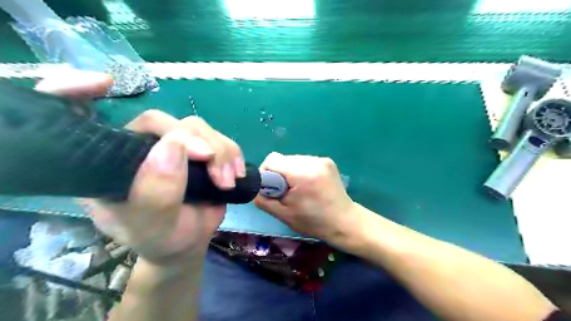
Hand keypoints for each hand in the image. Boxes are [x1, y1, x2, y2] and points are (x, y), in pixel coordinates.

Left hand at [36, 68, 243, 262]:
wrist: (188, 242)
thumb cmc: (162, 239)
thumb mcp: (154, 227)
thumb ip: (157, 194)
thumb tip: (173, 146)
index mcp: (109, 165)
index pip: (77, 118)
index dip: (75, 90)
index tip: (104, 84)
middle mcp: (137, 148)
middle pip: (163, 122)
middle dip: (196, 142)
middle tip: (216, 170)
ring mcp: (171, 146)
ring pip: (197, 127)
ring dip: (221, 152)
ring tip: (227, 181)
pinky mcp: (199, 150)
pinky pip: (219, 137)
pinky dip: (232, 152)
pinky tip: (236, 173)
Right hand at [253, 152, 355, 239]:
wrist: (344, 221)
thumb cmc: (313, 222)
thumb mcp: (283, 214)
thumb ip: (264, 199)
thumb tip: (257, 187)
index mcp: (302, 174)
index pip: (272, 160)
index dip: (266, 173)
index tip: (270, 189)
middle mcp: (313, 161)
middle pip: (283, 159)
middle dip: (279, 174)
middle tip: (285, 192)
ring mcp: (322, 159)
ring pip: (293, 160)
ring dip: (290, 172)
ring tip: (298, 190)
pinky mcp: (327, 161)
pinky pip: (304, 162)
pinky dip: (300, 171)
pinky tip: (308, 185)